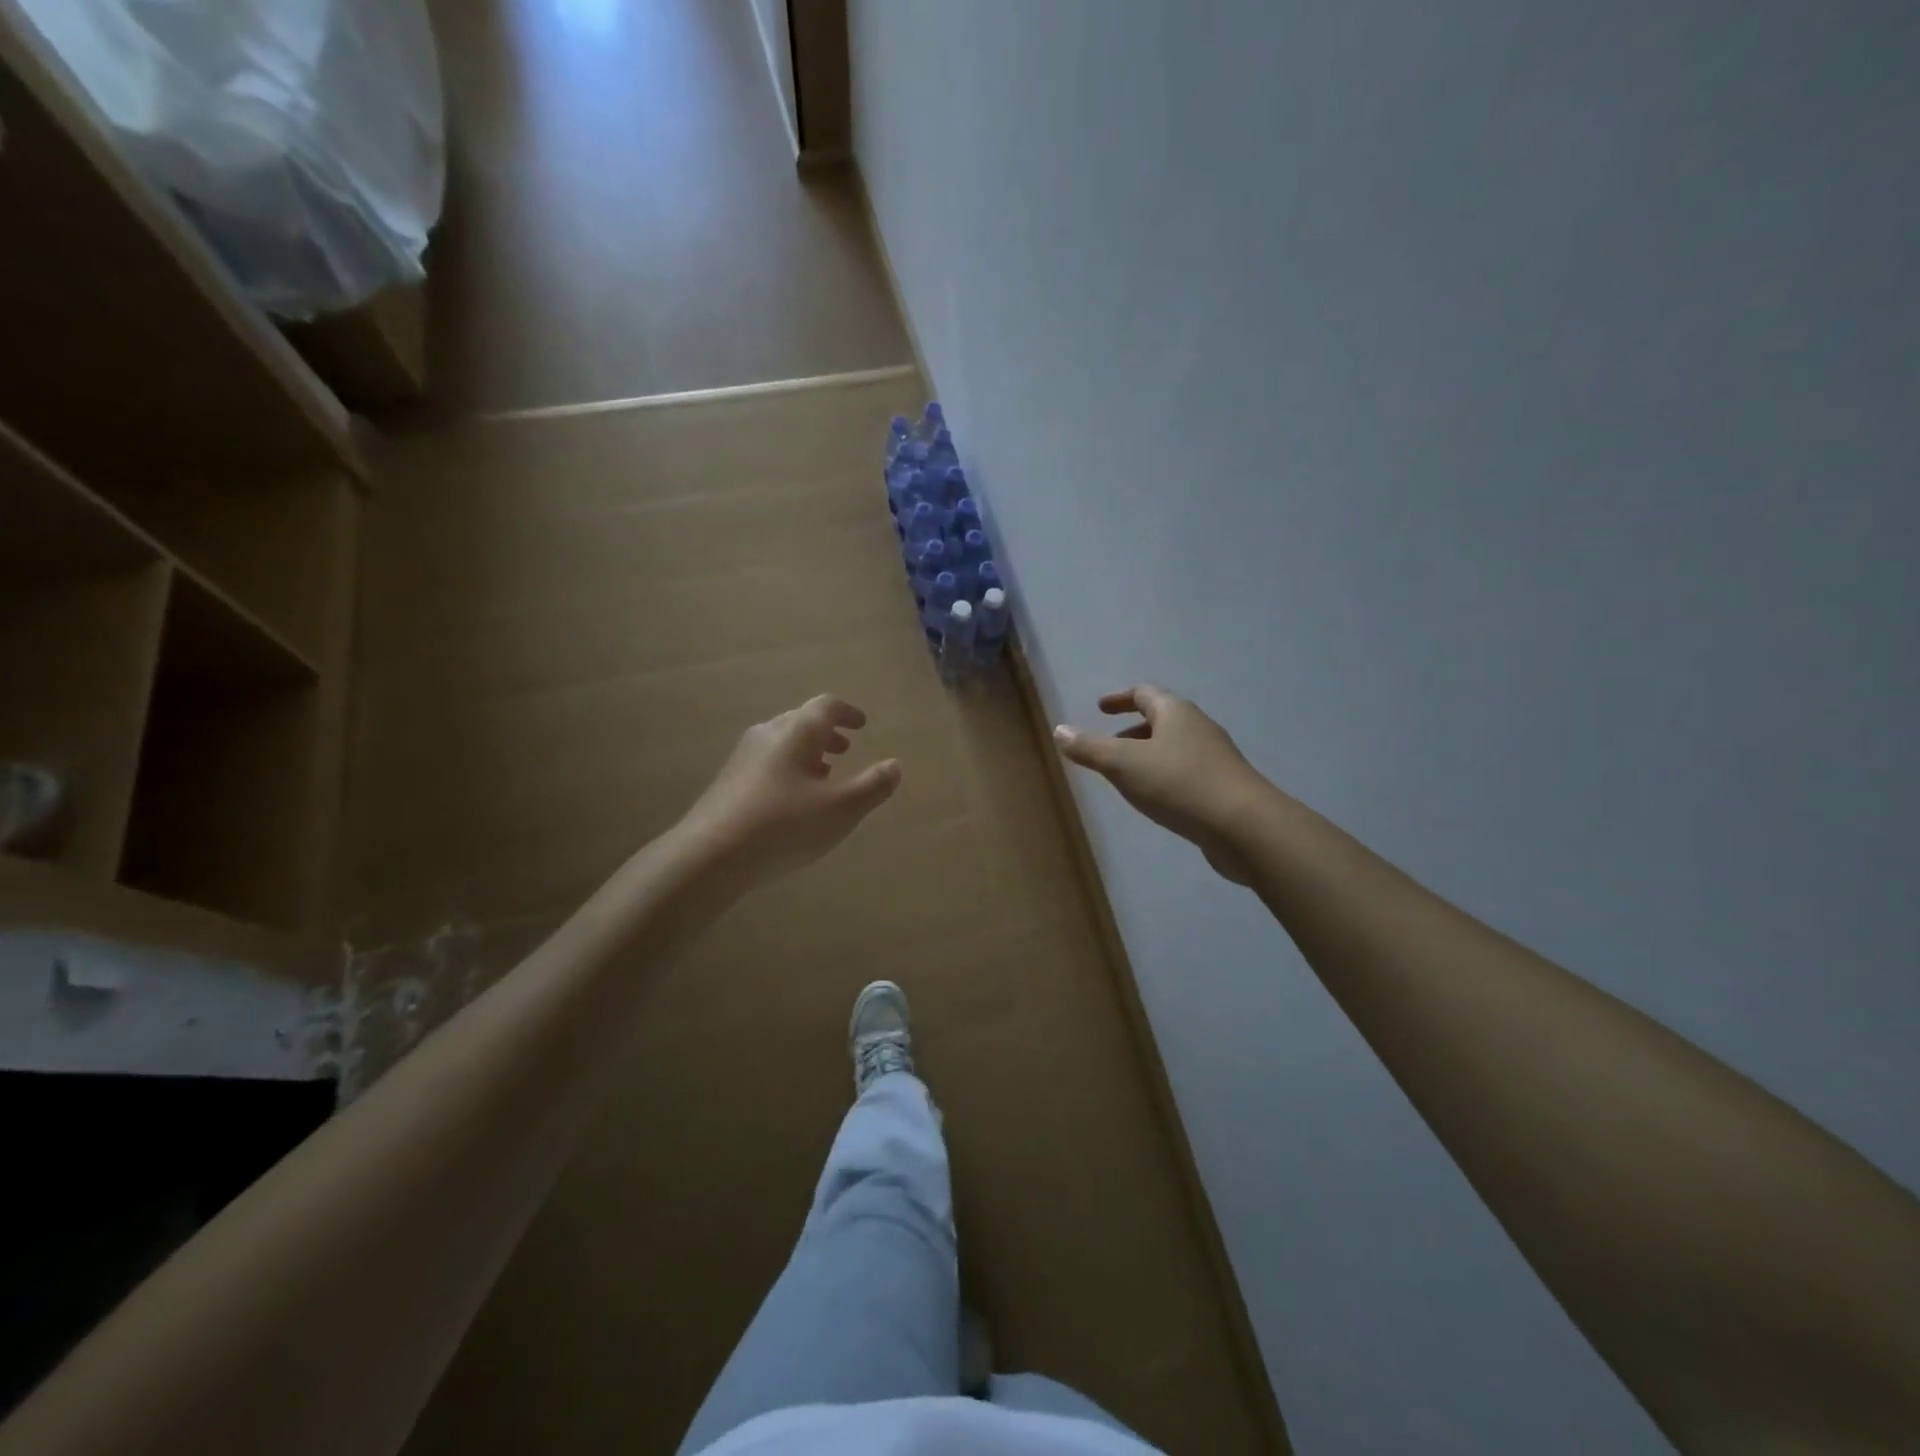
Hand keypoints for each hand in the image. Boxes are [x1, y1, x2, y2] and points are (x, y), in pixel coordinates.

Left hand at [680, 695, 901, 889]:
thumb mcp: (841, 809)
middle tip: (845, 749)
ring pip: (781, 742)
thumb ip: (873, 786)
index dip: (848, 713)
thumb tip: (895, 765)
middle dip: (827, 733)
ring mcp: (743, 757)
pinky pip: (766, 762)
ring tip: (824, 774)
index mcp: (797, 732)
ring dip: (807, 752)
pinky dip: (788, 768)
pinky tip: (792, 799)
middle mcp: (768, 734)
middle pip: (801, 721)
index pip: (826, 706)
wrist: (710, 855)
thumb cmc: (784, 825)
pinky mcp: (728, 781)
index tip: (862, 725)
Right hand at [1054, 685, 1268, 884]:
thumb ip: (1090, 748)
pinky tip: (1155, 798)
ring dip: (1148, 755)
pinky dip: (1163, 776)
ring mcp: (1214, 758)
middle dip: (1132, 730)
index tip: (1100, 708)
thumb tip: (1059, 730)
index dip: (1119, 699)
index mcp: (1175, 712)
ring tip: (1125, 775)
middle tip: (1107, 745)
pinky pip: (1185, 772)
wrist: (1244, 826)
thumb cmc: (1179, 784)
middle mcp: (1198, 727)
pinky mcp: (1223, 787)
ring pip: (1174, 747)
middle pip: (1161, 719)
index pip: (1144, 694)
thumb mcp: (1123, 765)